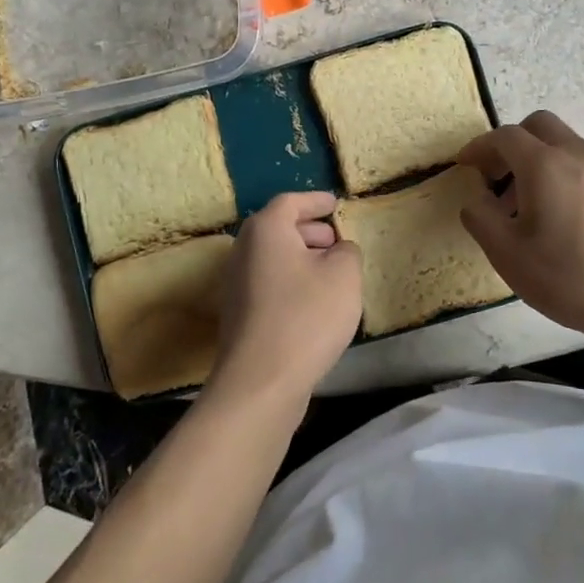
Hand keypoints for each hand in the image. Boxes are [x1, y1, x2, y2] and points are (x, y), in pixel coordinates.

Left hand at [206, 192, 362, 412]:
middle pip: (278, 228)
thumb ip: (347, 251)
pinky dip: (291, 280)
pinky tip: (314, 301)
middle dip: (310, 230)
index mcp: (266, 229)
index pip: (291, 202)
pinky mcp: (239, 313)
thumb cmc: (306, 316)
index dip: (316, 200)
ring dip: (301, 257)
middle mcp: (244, 249)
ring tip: (332, 270)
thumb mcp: (344, 275)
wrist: (261, 381)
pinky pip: (269, 282)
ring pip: (273, 257)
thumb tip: (338, 250)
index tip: (335, 203)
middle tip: (336, 239)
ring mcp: (236, 283)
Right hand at [456, 111, 583, 344]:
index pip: (505, 137)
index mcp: (545, 165)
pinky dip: (558, 171)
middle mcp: (576, 156)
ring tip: (522, 204)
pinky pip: (580, 163)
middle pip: (538, 125)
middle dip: (510, 143)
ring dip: (535, 158)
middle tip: (495, 176)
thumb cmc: (569, 277)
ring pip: (561, 143)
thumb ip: (481, 218)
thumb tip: (476, 198)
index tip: (464, 165)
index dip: (479, 147)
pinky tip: (554, 214)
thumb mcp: (508, 255)